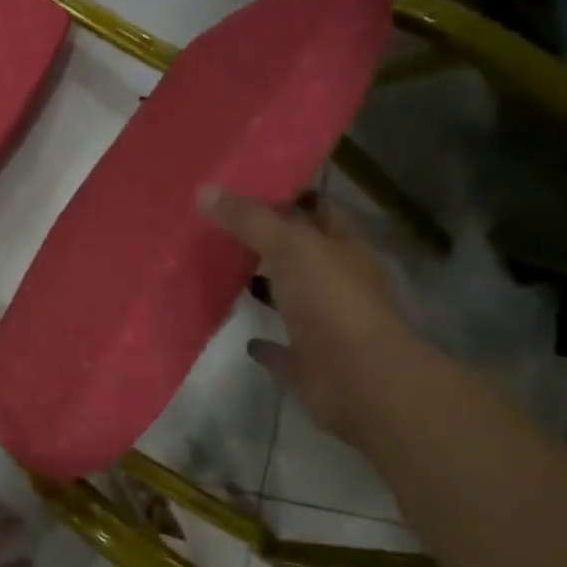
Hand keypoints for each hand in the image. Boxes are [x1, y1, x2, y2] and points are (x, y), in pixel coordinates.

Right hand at [202, 188, 433, 446]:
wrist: (361, 381)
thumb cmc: (332, 301)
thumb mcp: (291, 246)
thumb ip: (250, 219)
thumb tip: (205, 190)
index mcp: (345, 248)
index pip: (321, 209)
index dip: (293, 195)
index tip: (251, 185)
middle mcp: (339, 282)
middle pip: (303, 253)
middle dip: (271, 240)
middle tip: (224, 225)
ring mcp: (326, 325)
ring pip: (293, 299)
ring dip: (267, 288)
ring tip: (223, 272)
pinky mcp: (309, 363)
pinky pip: (282, 349)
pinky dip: (265, 344)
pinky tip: (243, 336)